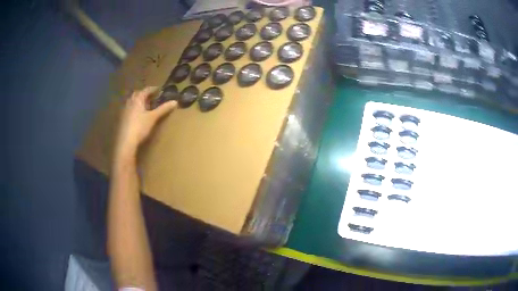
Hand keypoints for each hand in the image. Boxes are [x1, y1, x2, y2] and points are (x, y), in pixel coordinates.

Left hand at [114, 86, 176, 160]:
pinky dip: (134, 108)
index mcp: (137, 99)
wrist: (126, 142)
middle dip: (144, 94)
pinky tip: (137, 115)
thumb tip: (175, 102)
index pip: (146, 90)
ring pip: (132, 101)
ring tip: (145, 105)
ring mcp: (124, 110)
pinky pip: (129, 109)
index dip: (153, 89)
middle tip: (152, 97)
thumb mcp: (153, 117)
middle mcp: (130, 102)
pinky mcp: (122, 119)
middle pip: (137, 94)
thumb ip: (163, 109)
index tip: (160, 89)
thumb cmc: (140, 127)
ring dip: (138, 101)